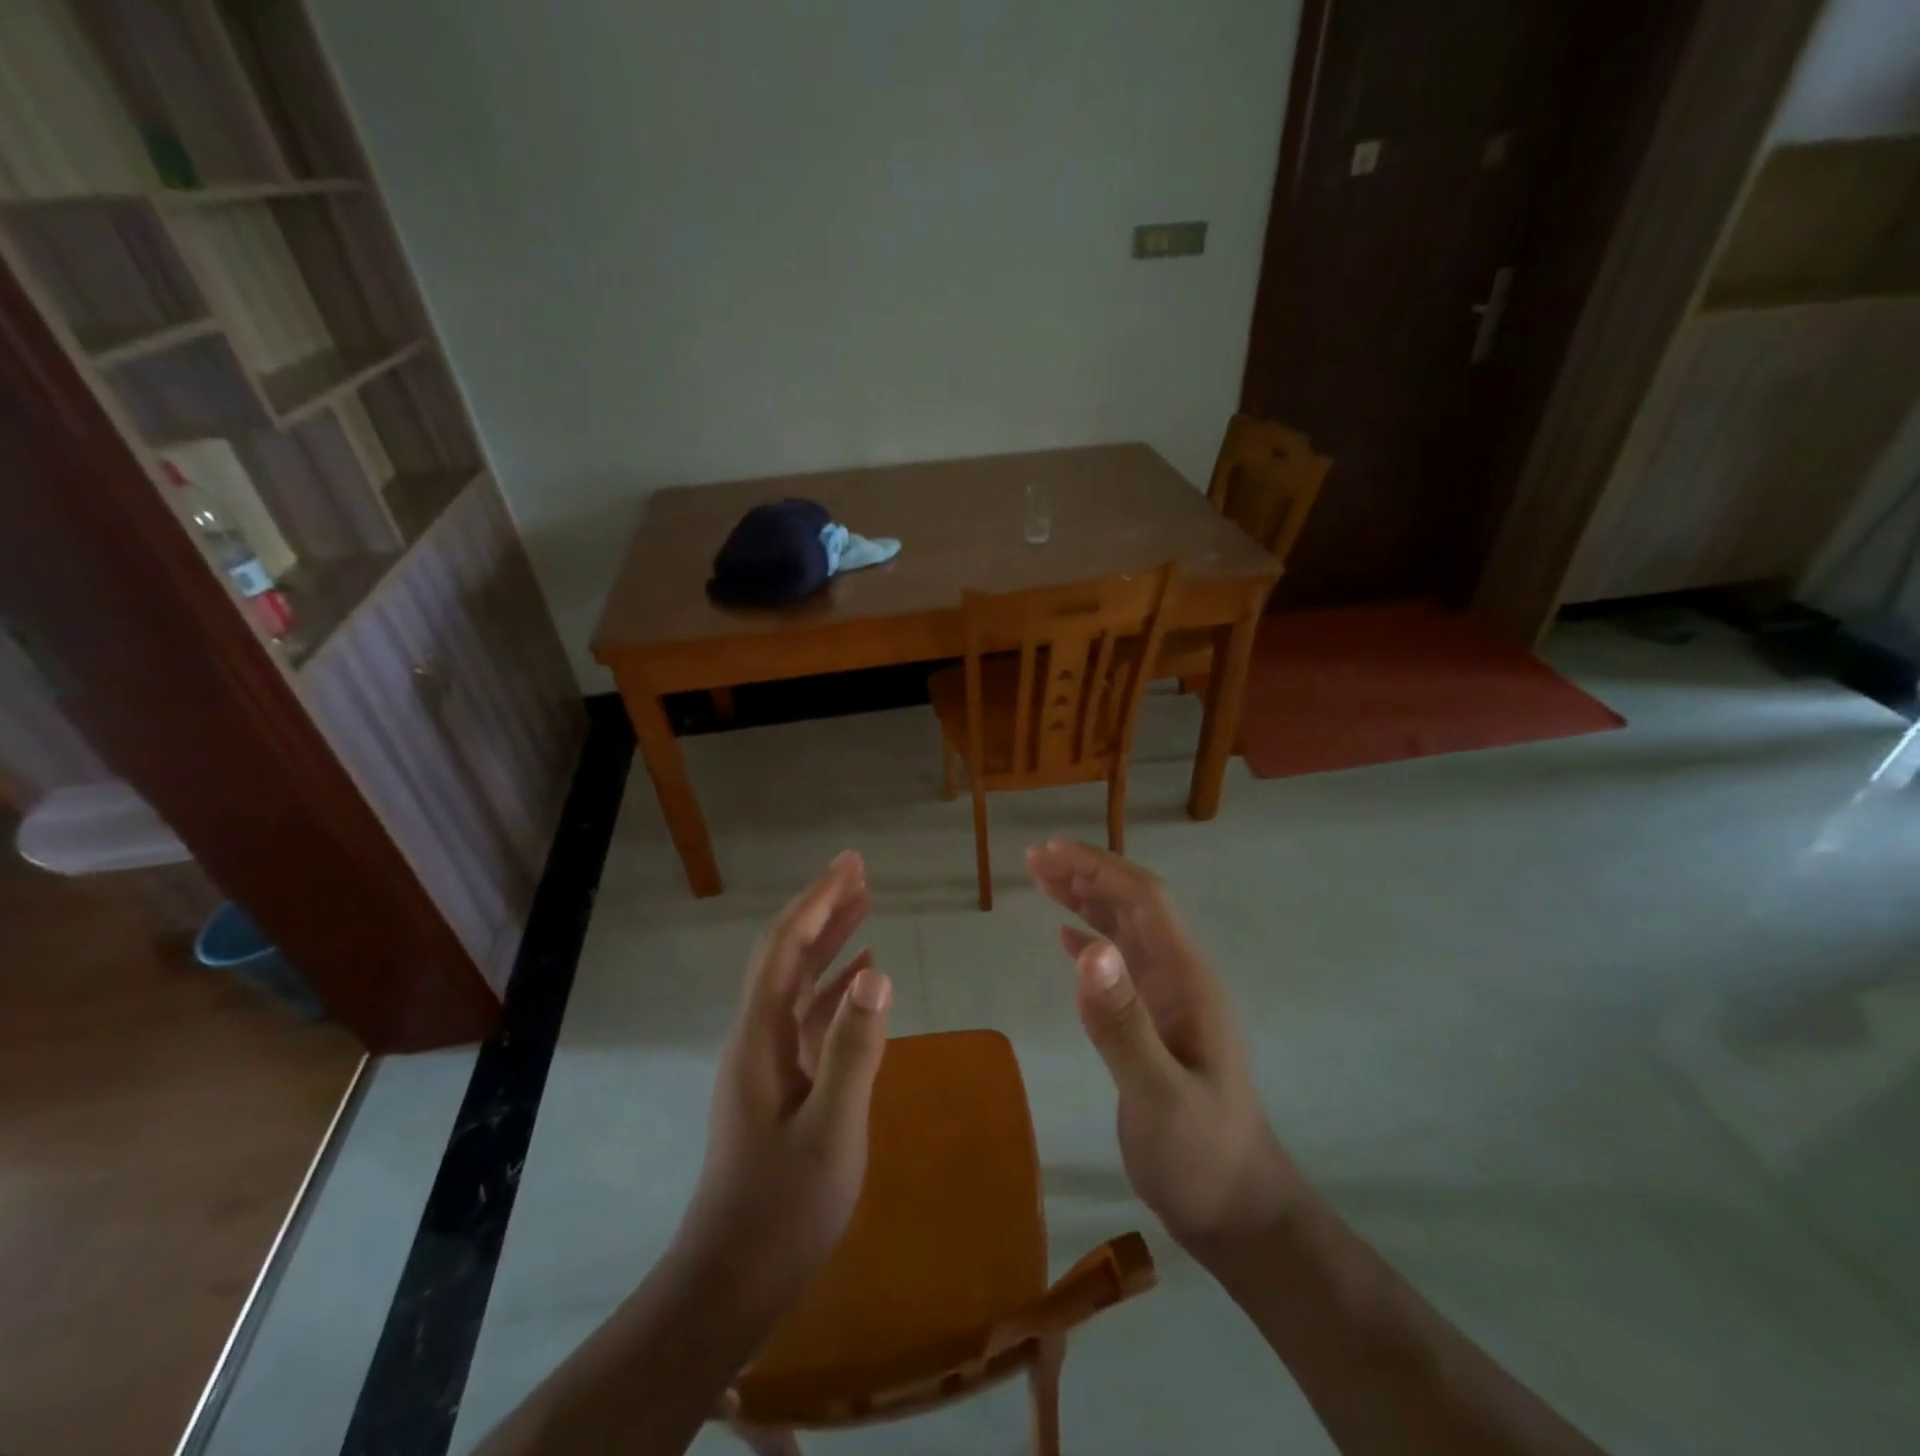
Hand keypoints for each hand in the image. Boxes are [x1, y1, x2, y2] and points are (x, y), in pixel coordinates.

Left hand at [683, 851, 892, 1296]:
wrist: (731, 1281)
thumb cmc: (782, 1208)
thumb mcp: (832, 1130)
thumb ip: (854, 1049)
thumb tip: (877, 972)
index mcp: (760, 1036)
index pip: (786, 947)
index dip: (817, 901)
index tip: (849, 865)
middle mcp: (757, 1036)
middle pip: (787, 954)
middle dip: (821, 907)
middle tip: (858, 870)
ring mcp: (767, 1061)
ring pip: (798, 982)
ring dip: (829, 940)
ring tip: (864, 905)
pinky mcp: (781, 1083)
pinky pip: (808, 1017)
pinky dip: (834, 987)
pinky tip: (860, 978)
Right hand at [1027, 839, 1302, 1253]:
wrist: (1237, 1211)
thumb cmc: (1201, 1156)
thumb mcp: (1160, 1095)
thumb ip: (1123, 1023)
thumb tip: (1088, 946)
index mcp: (1188, 979)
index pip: (1145, 901)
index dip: (1100, 868)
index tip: (1052, 851)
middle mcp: (1180, 978)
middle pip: (1133, 905)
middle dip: (1087, 873)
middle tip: (1034, 857)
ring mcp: (1168, 1000)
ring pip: (1124, 930)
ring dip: (1086, 899)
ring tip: (1042, 879)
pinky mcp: (1154, 1022)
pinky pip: (1119, 964)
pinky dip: (1089, 939)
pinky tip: (1064, 935)